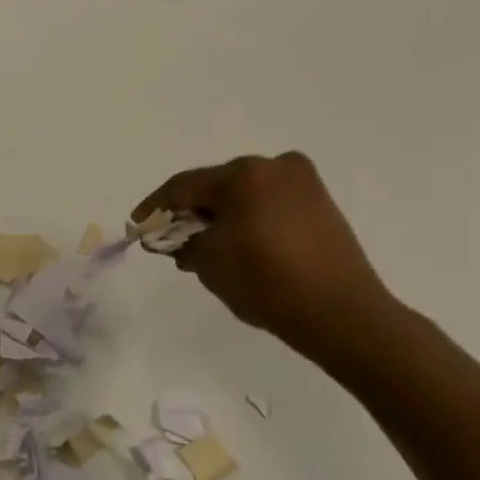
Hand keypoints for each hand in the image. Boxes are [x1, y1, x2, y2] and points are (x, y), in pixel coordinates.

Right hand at [134, 153, 397, 365]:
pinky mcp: (319, 202)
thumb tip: (176, 238)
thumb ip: (183, 243)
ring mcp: (302, 182)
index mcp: (244, 175)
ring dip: (220, 215)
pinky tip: (237, 242)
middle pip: (216, 186)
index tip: (137, 225)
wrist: (341, 314)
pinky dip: (248, 217)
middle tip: (171, 237)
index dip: (156, 206)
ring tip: (203, 245)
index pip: (185, 186)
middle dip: (191, 211)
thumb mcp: (210, 264)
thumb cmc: (267, 283)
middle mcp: (274, 166)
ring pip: (244, 193)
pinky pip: (269, 202)